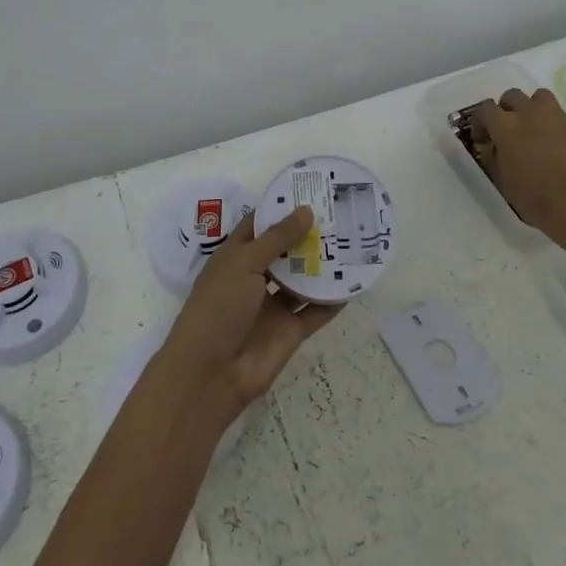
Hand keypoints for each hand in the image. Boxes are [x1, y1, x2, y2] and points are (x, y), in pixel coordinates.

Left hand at [153, 207, 341, 423]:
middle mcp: (255, 277)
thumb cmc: (218, 308)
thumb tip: (306, 210)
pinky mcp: (290, 331)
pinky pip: (316, 311)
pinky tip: (355, 282)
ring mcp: (273, 305)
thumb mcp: (244, 264)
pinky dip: (333, 299)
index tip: (311, 190)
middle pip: (285, 251)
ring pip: (302, 279)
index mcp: (236, 257)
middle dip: (308, 234)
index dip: (282, 208)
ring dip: (323, 264)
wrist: (210, 375)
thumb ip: (277, 238)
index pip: (260, 225)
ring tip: (353, 241)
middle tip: (341, 212)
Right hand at [469, 88, 565, 239]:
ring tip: (535, 131)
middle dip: (507, 109)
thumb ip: (494, 157)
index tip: (483, 138)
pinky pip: (563, 121)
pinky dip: (557, 130)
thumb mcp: (502, 180)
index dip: (481, 122)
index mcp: (506, 126)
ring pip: (541, 97)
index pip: (485, 109)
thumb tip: (493, 148)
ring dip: (533, 109)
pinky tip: (560, 152)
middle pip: (512, 95)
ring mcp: (558, 118)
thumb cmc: (533, 197)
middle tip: (509, 131)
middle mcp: (530, 113)